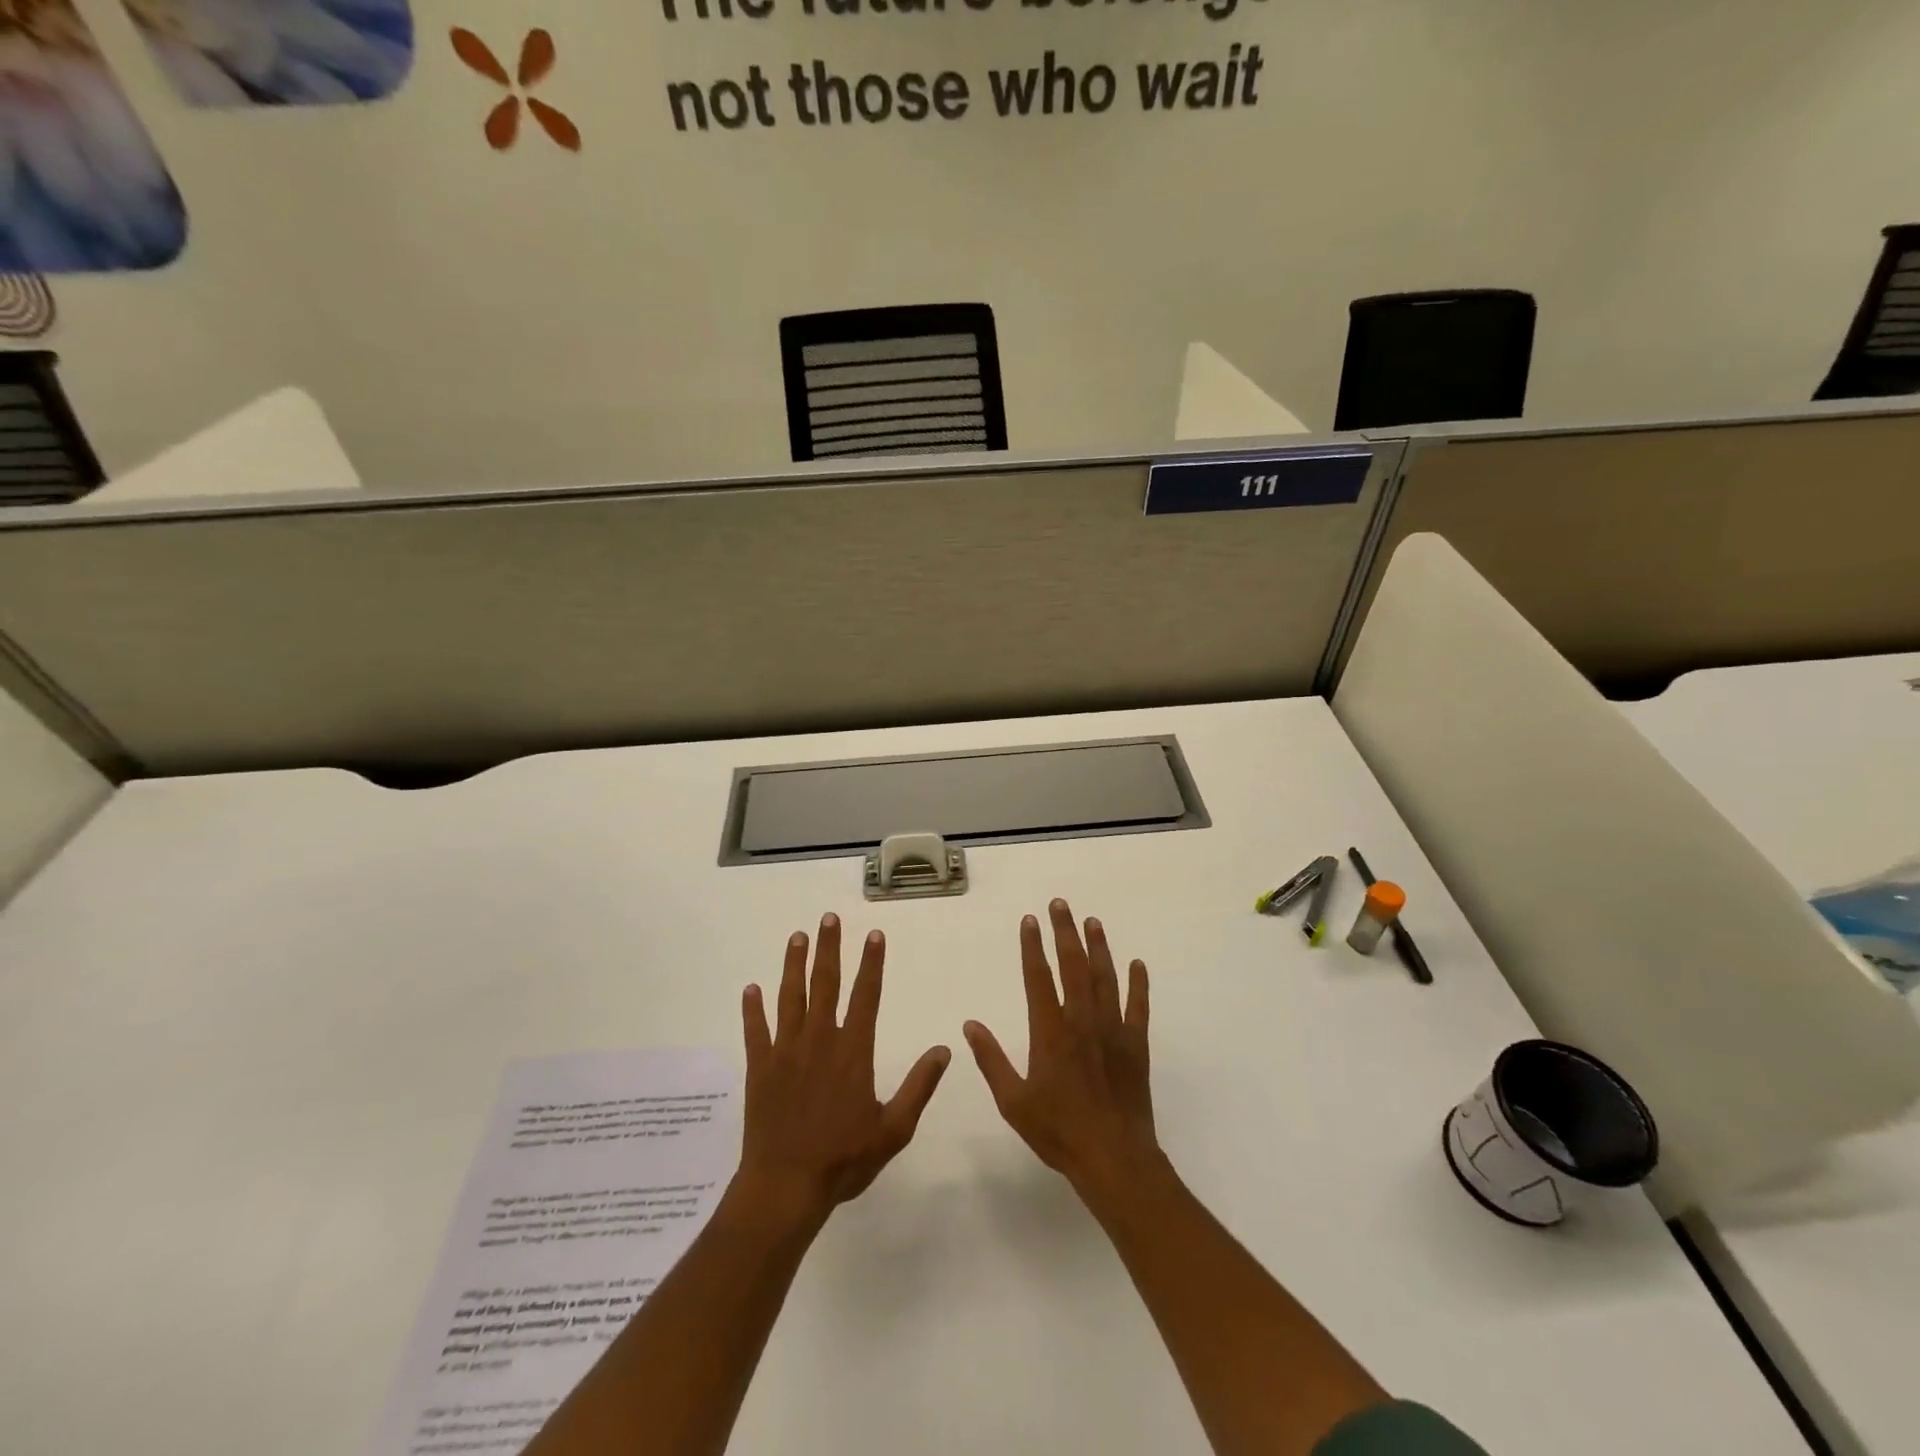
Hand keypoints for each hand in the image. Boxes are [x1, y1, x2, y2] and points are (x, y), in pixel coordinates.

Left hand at [738, 913, 950, 1226]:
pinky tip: (751, 988)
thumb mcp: (894, 1129)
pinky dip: (752, 1009)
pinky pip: (755, 1031)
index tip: (874, 935)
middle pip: (825, 984)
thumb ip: (919, 1087)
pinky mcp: (760, 1068)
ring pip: (790, 998)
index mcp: (853, 1052)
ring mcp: (786, 1052)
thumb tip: (944, 1050)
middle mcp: (819, 1041)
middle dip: (830, 949)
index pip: (866, 996)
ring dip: (794, 965)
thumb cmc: (844, 1159)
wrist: (786, 1186)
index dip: (871, 963)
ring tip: (797, 937)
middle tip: (829, 918)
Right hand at [964, 899, 1159, 1197]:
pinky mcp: (1136, 1045)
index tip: (1030, 920)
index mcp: (1050, 1032)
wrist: (1113, 1159)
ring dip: (1099, 948)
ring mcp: (1112, 1031)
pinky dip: (1138, 984)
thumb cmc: (1058, 1132)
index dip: (1033, 946)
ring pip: (1105, 978)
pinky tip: (1137, 964)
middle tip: (1060, 904)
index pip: (1038, 977)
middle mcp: (1082, 1021)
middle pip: (1073, 966)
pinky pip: (1138, 1007)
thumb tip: (970, 1025)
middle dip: (1065, 932)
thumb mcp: (1013, 1102)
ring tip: (1093, 922)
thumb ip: (992, 1060)